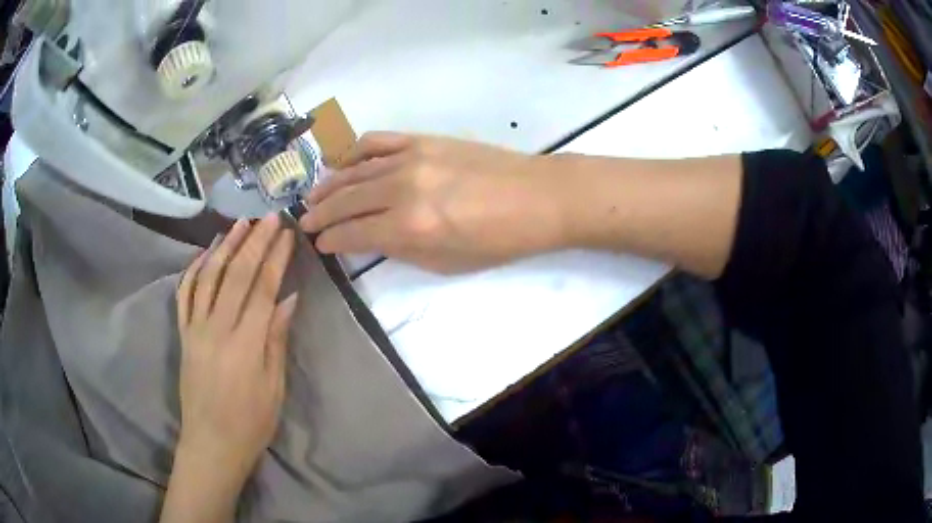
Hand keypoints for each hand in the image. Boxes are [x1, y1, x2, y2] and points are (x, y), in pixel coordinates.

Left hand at [174, 214, 296, 483]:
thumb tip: (289, 299)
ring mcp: (195, 329)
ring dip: (224, 246)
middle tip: (267, 217)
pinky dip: (194, 269)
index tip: (286, 233)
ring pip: (208, 277)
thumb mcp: (274, 387)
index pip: (262, 288)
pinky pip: (185, 294)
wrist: (211, 443)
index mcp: (245, 343)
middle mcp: (217, 328)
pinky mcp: (183, 334)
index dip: (275, 258)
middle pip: (236, 274)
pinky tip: (205, 253)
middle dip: (253, 242)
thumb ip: (277, 339)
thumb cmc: (251, 422)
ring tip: (238, 224)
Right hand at [300, 133, 568, 273]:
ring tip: (315, 197)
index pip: (353, 232)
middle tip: (305, 222)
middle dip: (321, 214)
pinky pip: (376, 142)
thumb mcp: (447, 261)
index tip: (319, 244)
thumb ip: (400, 249)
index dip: (331, 240)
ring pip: (354, 170)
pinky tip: (344, 164)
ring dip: (329, 185)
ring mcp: (410, 157)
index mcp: (409, 226)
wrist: (537, 196)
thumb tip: (367, 238)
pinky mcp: (422, 139)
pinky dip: (353, 153)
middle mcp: (401, 188)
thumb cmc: (498, 240)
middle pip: (346, 200)